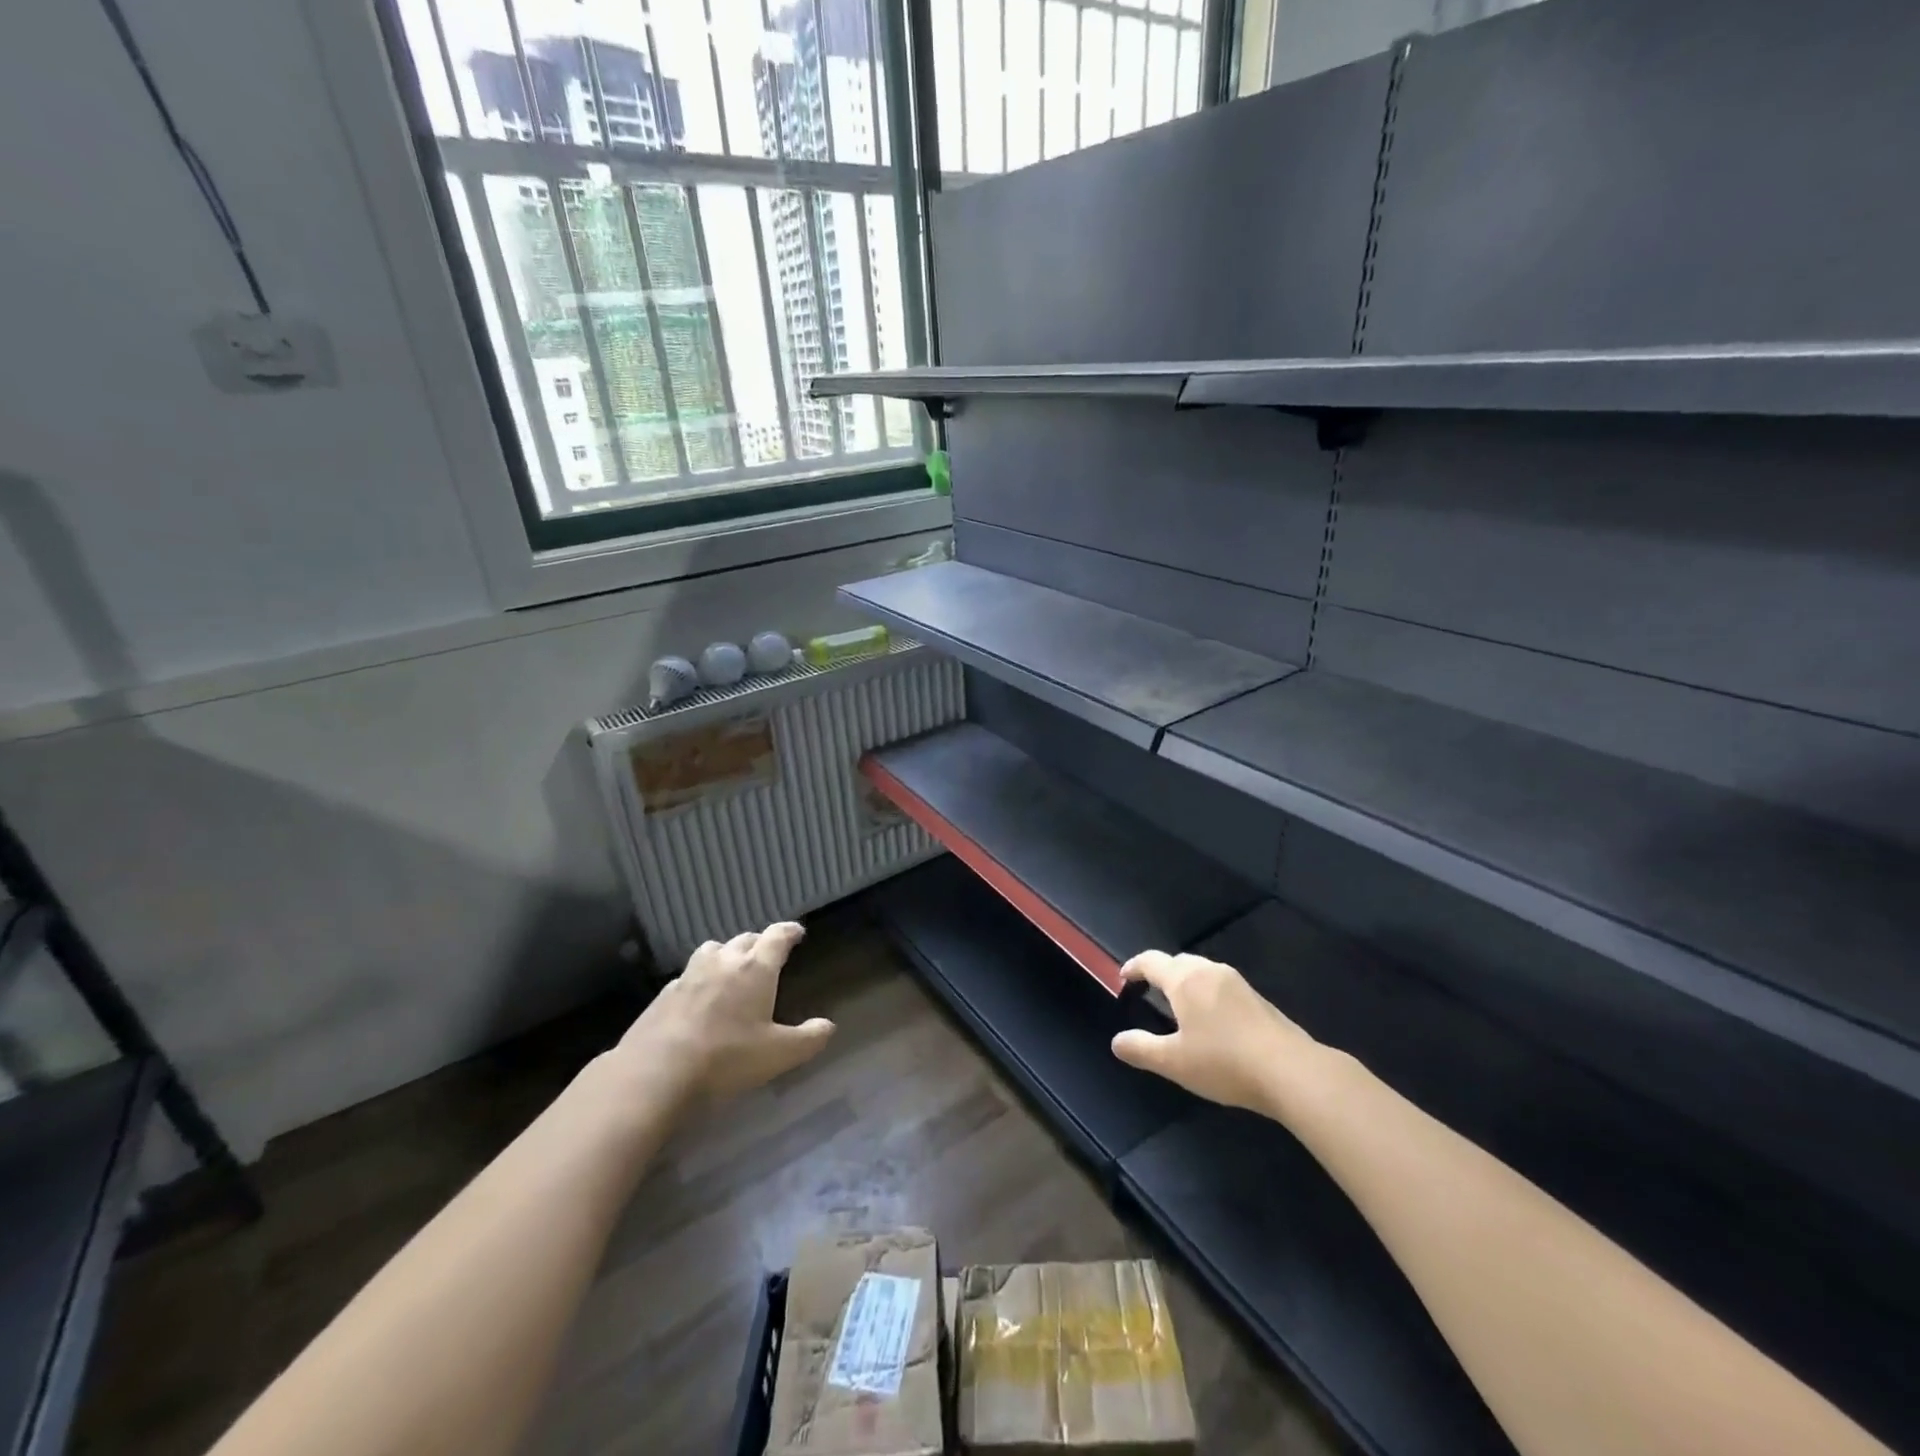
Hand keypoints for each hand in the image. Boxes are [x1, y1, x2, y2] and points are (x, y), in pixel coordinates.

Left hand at [619, 923, 834, 1100]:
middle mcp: (724, 962)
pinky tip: (698, 998)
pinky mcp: (664, 994)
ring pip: (713, 950)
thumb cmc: (727, 1057)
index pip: (777, 937)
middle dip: (759, 942)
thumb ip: (808, 1039)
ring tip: (731, 968)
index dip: (789, 932)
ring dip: (726, 953)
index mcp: (756, 969)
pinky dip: (700, 978)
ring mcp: (690, 975)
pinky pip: (688, 975)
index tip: (797, 932)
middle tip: (767, 953)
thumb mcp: (779, 1054)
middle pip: (745, 939)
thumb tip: (828, 1026)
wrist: (655, 1071)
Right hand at [1110, 951, 1318, 1113]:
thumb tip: (1117, 1041)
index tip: (1123, 977)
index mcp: (1185, 981)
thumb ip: (1141, 1049)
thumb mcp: (1174, 1063)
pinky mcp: (1258, 999)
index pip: (1151, 961)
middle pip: (1178, 962)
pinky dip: (1207, 994)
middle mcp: (1210, 972)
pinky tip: (1212, 1021)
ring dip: (1186, 982)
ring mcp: (1237, 983)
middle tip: (1149, 991)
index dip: (1134, 967)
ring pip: (1202, 972)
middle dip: (1161, 972)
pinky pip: (1221, 986)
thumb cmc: (1224, 1062)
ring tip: (1179, 1006)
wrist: (1292, 1071)